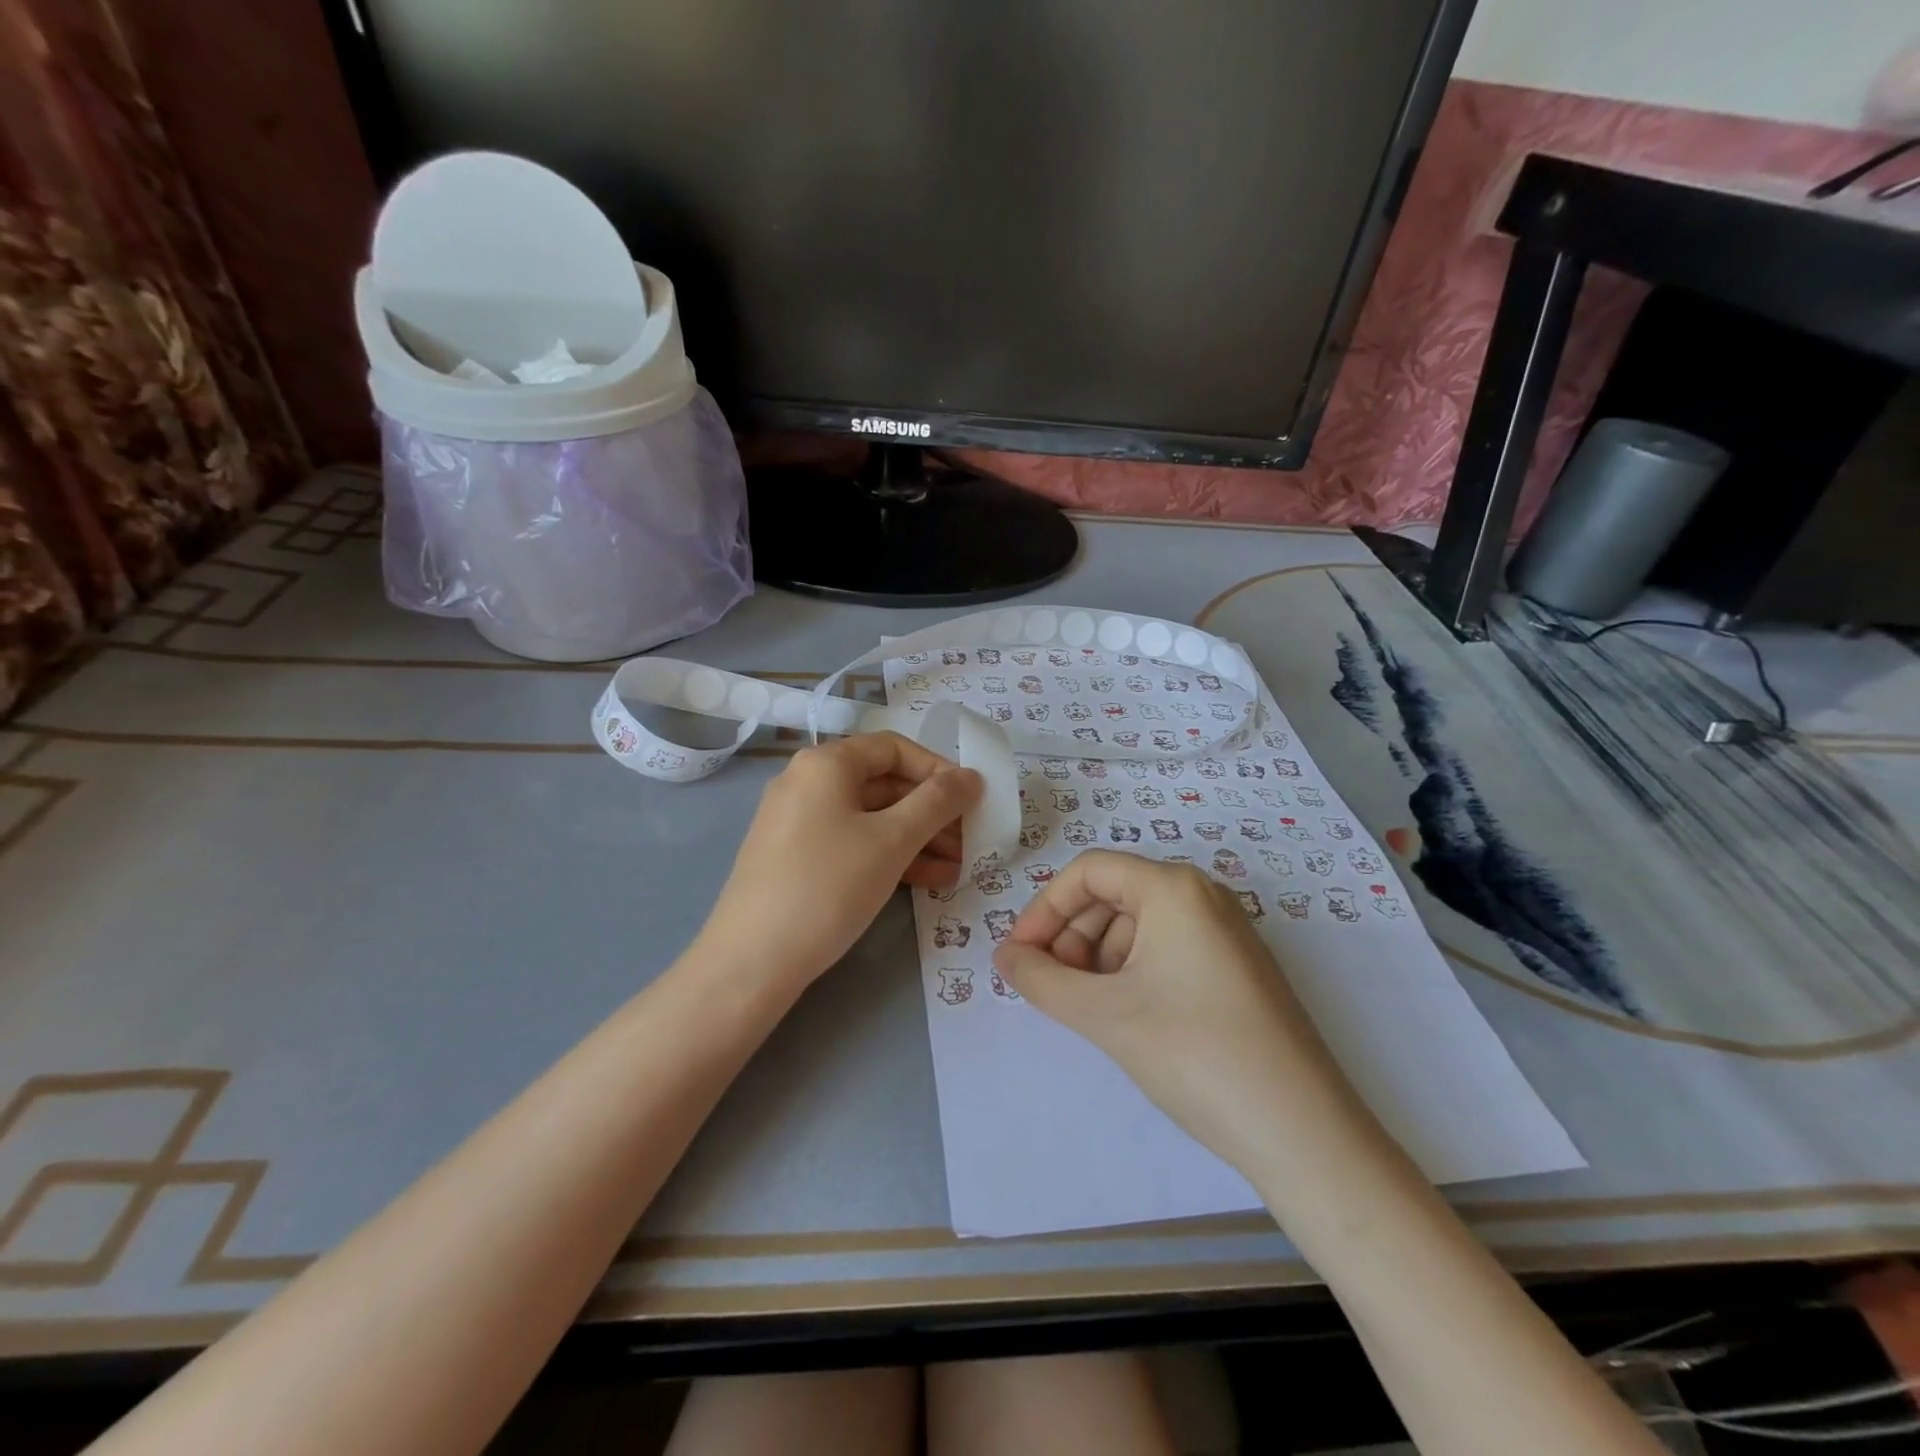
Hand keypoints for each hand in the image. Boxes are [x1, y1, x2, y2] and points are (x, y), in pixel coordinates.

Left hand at [695, 733, 981, 993]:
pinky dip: (889, 855)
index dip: (938, 769)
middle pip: (884, 783)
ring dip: (917, 838)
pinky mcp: (796, 857)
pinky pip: (852, 842)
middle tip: (971, 840)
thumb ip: (937, 803)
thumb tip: (971, 776)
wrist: (751, 962)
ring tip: (958, 867)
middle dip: (932, 811)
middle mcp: (807, 782)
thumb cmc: (828, 886)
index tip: (971, 799)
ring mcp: (798, 821)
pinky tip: (926, 881)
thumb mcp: (892, 841)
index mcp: (826, 763)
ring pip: (871, 817)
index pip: (894, 748)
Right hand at [994, 850, 1362, 1175]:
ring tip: (1085, 1007)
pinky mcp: (1238, 968)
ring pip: (1140, 924)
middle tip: (1050, 986)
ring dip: (1098, 956)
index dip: (1044, 908)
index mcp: (1173, 888)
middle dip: (1071, 934)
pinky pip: (1168, 948)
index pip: (1088, 872)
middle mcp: (1203, 895)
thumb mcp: (1104, 1015)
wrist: (1302, 1131)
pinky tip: (1125, 1015)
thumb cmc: (1194, 1053)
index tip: (1020, 955)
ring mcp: (1226, 932)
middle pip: (1113, 894)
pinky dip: (1133, 971)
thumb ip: (1041, 980)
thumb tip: (1005, 956)